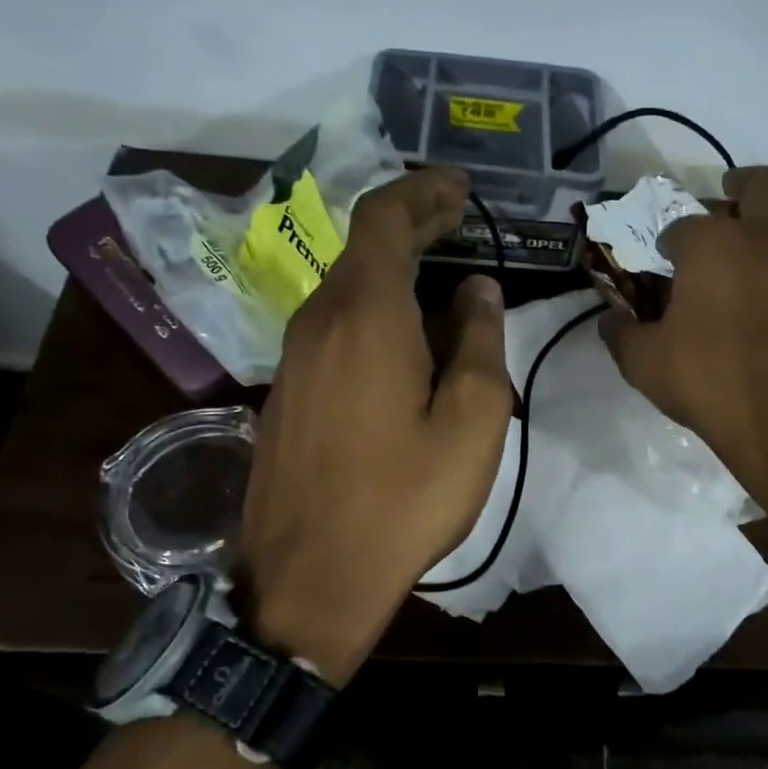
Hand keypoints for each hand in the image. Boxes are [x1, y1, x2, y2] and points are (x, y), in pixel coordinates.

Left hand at [240, 168, 510, 683]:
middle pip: (363, 246)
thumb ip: (481, 342)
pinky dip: (375, 308)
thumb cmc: (403, 500)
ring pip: (348, 287)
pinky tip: (407, 338)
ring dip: (395, 270)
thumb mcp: (472, 423)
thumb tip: (476, 291)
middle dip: (413, 224)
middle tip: (460, 221)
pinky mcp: (286, 390)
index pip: (385, 217)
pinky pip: (335, 325)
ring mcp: (293, 356)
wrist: (309, 580)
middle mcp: (318, 319)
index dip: (424, 192)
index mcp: (365, 314)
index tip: (461, 188)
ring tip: (445, 281)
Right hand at [601, 167, 767, 513]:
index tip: (667, 256)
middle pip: (760, 184)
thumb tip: (608, 319)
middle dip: (740, 183)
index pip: (684, 225)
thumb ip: (620, 334)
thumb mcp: (643, 365)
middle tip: (730, 193)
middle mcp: (765, 237)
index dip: (672, 239)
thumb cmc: (711, 386)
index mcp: (710, 247)